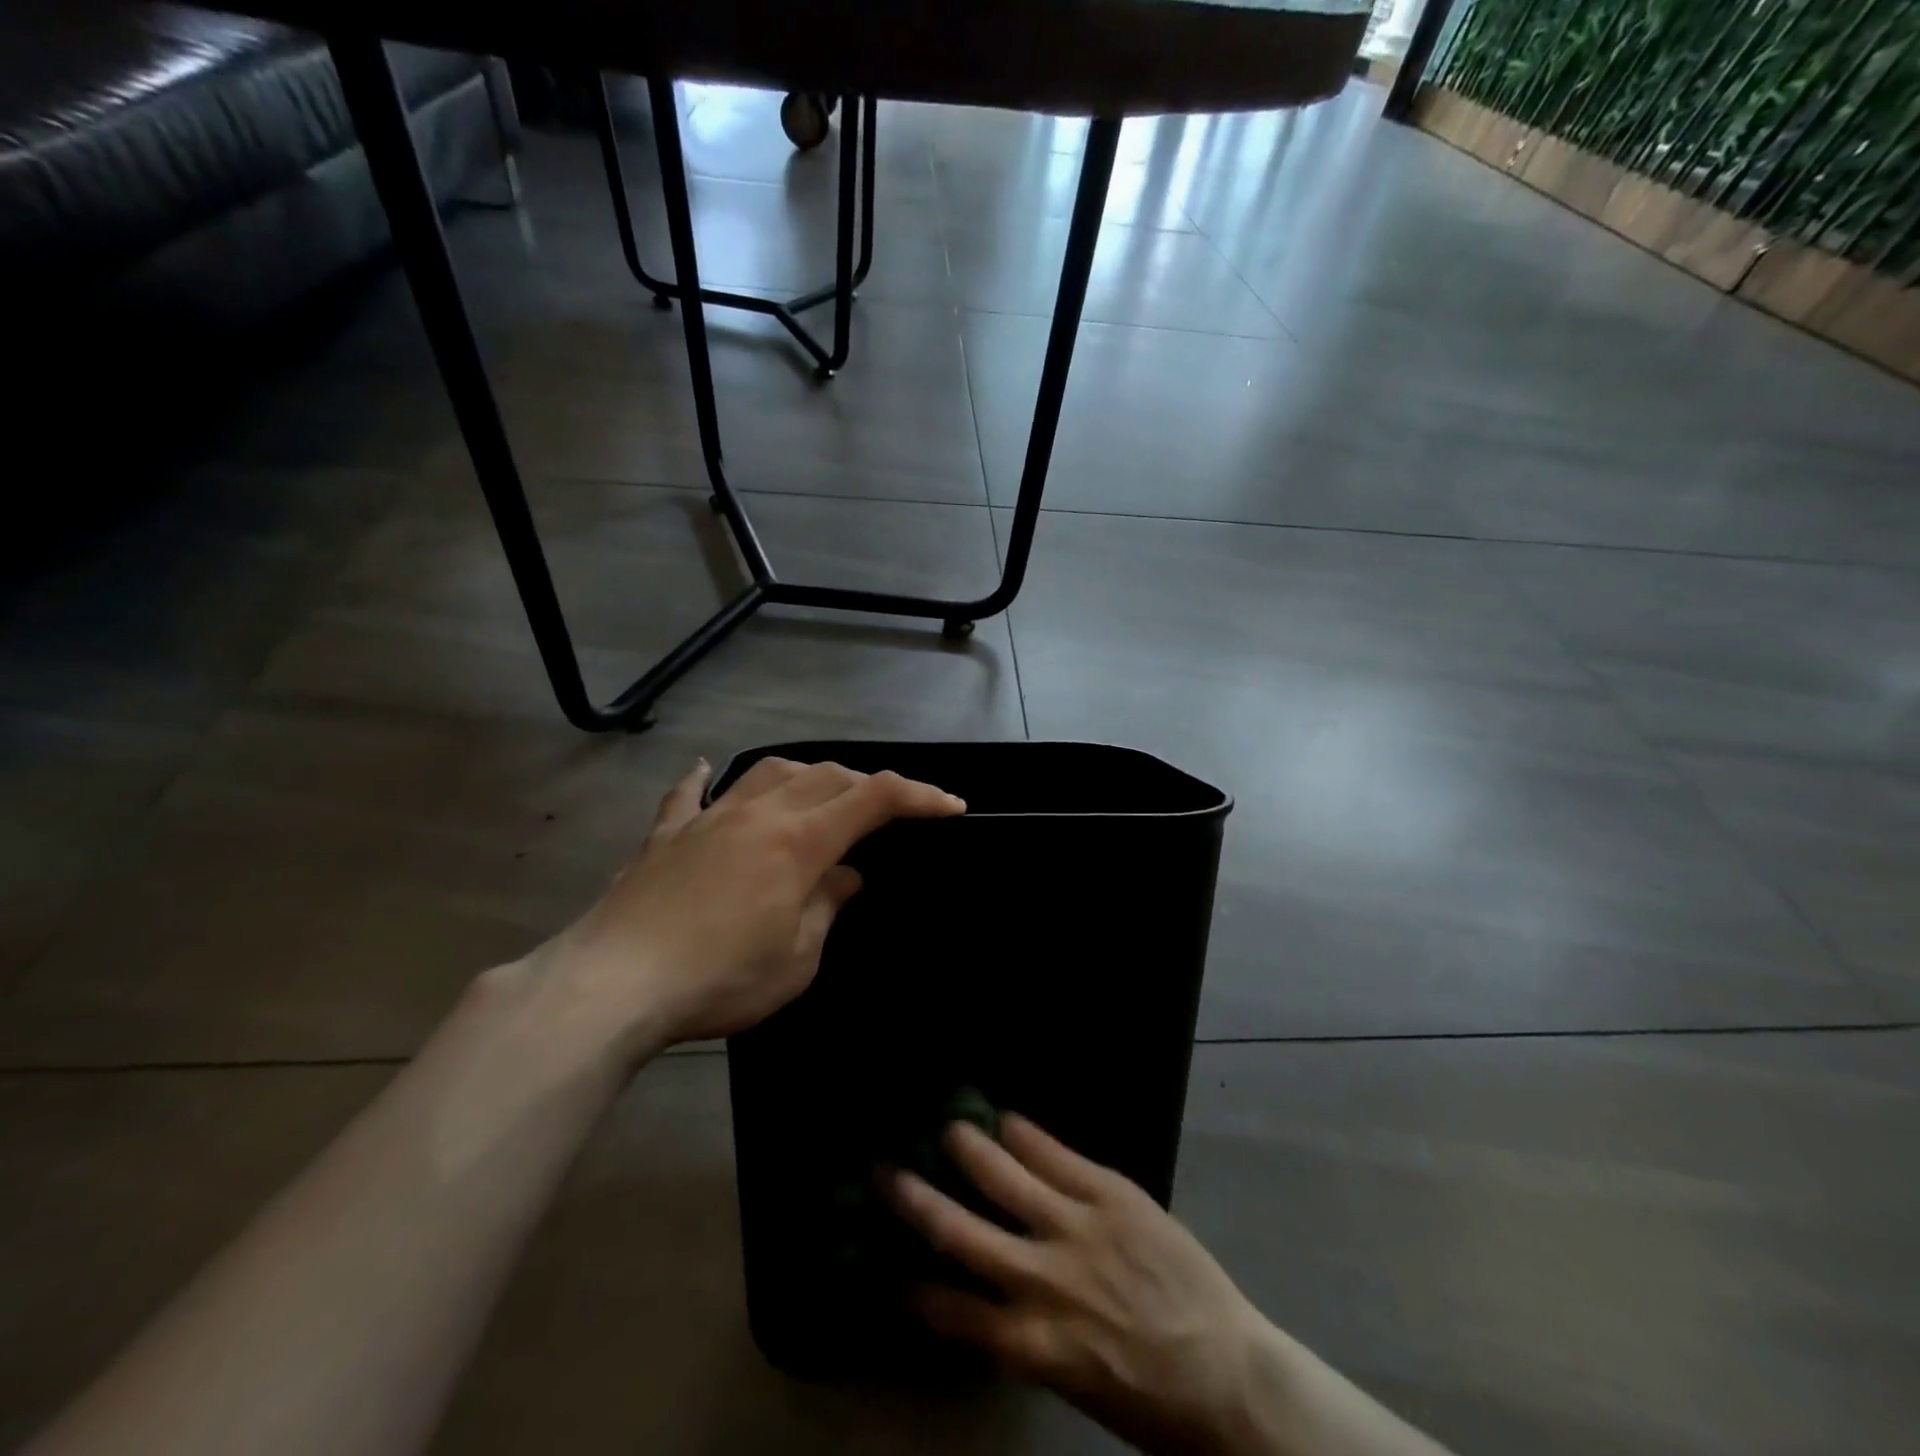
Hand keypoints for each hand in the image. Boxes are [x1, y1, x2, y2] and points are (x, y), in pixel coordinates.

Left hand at [531, 757, 964, 1057]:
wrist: (613, 984)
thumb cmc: (719, 979)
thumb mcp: (797, 958)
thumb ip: (827, 905)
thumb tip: (846, 876)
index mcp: (799, 841)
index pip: (874, 799)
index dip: (919, 796)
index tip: (951, 806)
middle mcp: (758, 813)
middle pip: (826, 776)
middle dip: (865, 786)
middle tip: (885, 813)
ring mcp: (707, 817)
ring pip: (767, 772)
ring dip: (803, 776)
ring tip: (816, 795)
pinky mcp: (665, 835)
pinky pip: (689, 794)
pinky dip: (705, 780)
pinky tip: (706, 771)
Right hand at [884, 1116, 1280, 1455]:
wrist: (1226, 1374)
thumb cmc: (1149, 1394)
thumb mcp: (1072, 1378)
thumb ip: (1028, 1333)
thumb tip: (990, 1296)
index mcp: (1029, 1342)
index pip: (951, 1313)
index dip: (913, 1289)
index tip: (884, 1267)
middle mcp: (1041, 1280)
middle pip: (961, 1233)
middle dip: (917, 1201)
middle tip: (885, 1171)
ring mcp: (1076, 1228)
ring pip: (1005, 1179)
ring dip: (971, 1151)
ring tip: (947, 1127)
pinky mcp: (1110, 1195)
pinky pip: (1058, 1156)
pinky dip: (1027, 1136)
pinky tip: (1007, 1117)